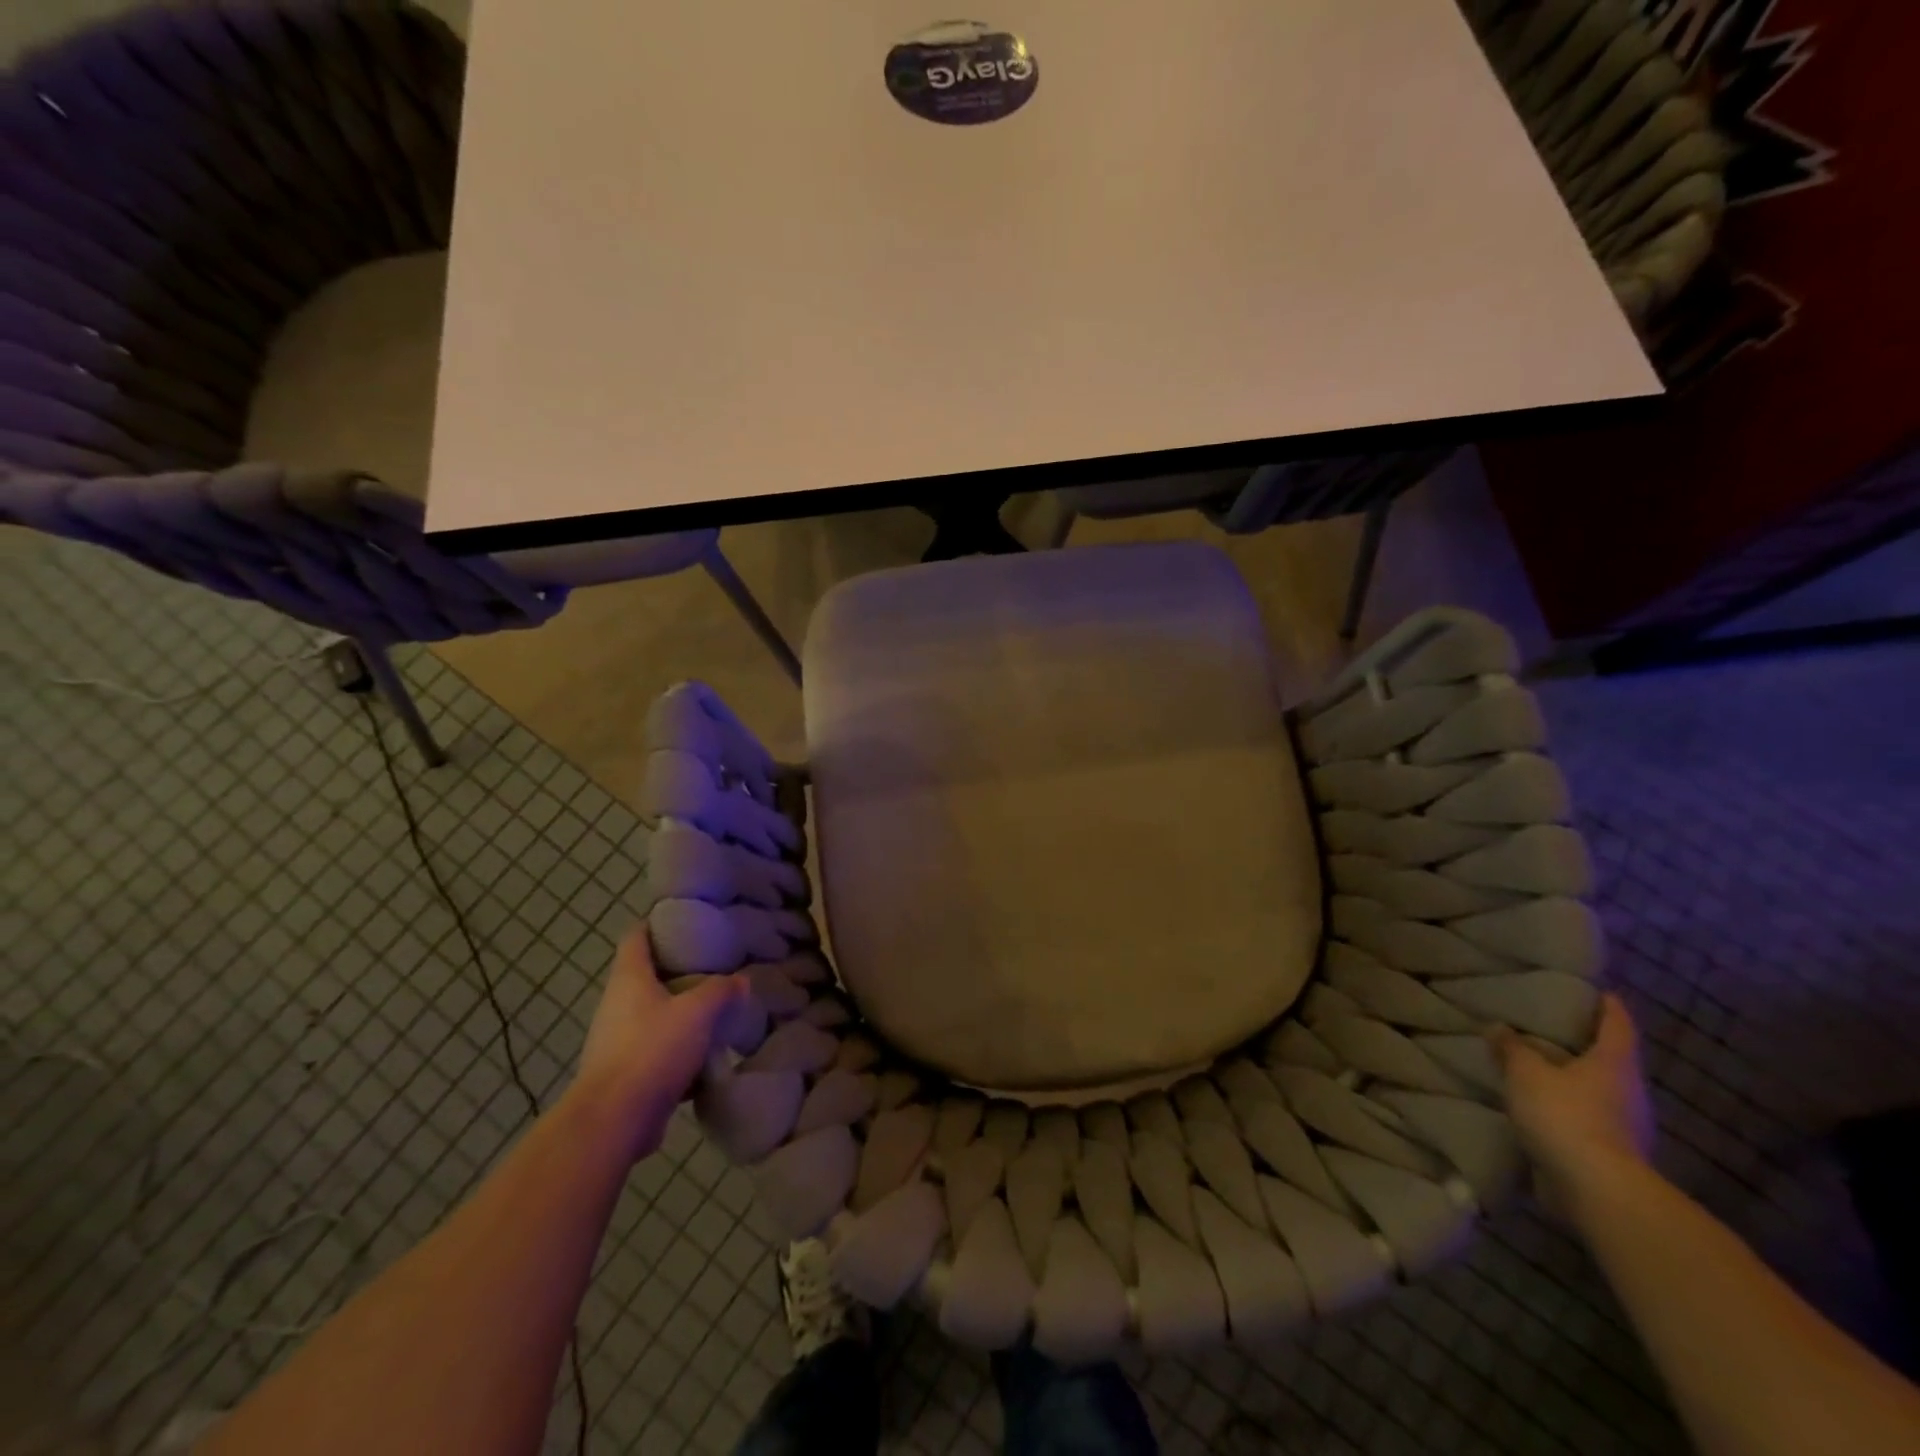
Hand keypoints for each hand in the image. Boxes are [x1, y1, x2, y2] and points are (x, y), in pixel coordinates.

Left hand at [572, 927, 747, 1163]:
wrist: (613, 1121)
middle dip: (680, 970)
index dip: (657, 923)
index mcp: (629, 979)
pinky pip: (657, 1050)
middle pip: (648, 975)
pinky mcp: (626, 1073)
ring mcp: (618, 1040)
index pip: (636, 936)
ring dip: (682, 1012)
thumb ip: (721, 991)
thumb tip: (740, 981)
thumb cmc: (651, 1050)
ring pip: (655, 1014)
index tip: (687, 919)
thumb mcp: (697, 1012)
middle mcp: (617, 1004)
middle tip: (715, 966)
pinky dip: (680, 1049)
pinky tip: (708, 1055)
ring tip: (717, 1009)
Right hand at [1494, 993, 1655, 1213]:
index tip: (1597, 991)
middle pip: (1611, 1059)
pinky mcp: (1612, 1153)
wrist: (1597, 1191)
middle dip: (1585, 1044)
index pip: (1618, 1024)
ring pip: (1599, 1090)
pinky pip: (1588, 1119)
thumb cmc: (1566, 1116)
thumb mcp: (1526, 1073)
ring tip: (1539, 1067)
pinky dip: (1568, 1109)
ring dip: (1573, 1079)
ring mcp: (1626, 1126)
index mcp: (1615, 1063)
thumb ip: (1512, 1048)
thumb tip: (1499, 1028)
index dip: (1608, 1006)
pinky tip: (1541, 1107)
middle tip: (1552, 1027)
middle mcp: (1629, 1091)